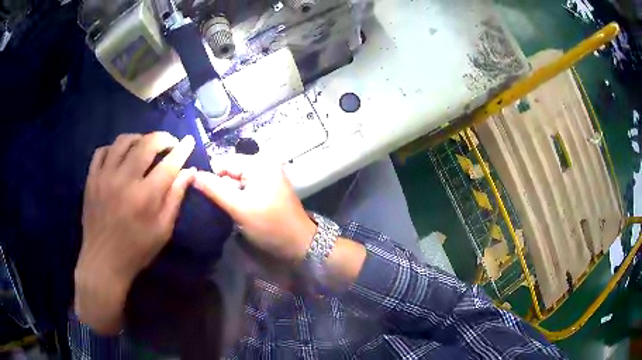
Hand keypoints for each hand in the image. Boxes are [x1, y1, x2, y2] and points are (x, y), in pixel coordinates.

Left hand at [75, 132, 195, 333]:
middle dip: (163, 138)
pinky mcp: (91, 178)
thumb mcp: (162, 230)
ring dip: (139, 138)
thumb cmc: (136, 250)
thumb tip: (189, 172)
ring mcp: (104, 176)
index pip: (169, 163)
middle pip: (146, 144)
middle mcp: (124, 180)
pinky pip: (102, 151)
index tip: (189, 140)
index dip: (182, 149)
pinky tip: (120, 156)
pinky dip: (114, 148)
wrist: (103, 261)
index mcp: (145, 197)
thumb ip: (175, 199)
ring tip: (144, 146)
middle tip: (169, 143)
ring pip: (123, 141)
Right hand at [192, 156, 315, 262]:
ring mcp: (267, 177)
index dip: (208, 176)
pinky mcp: (267, 189)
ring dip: (225, 193)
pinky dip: (235, 197)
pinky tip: (226, 208)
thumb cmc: (270, 225)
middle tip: (203, 202)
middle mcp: (263, 164)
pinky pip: (244, 188)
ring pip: (235, 181)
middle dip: (217, 185)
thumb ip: (215, 190)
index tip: (195, 192)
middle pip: (230, 170)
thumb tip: (192, 175)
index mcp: (258, 163)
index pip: (224, 162)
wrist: (299, 244)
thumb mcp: (239, 208)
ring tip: (212, 206)